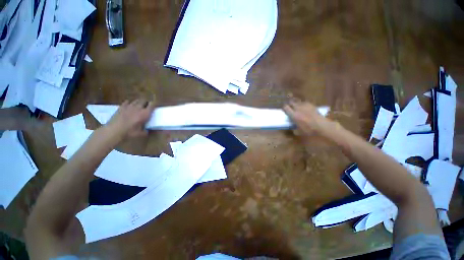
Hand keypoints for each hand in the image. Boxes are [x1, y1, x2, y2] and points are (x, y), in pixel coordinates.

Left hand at [105, 99, 154, 139]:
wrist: (114, 130)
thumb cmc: (130, 132)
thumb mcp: (140, 134)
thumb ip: (145, 131)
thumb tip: (147, 131)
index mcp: (145, 113)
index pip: (152, 105)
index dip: (154, 104)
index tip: (154, 106)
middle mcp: (138, 108)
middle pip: (144, 100)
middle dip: (146, 102)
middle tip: (146, 106)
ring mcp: (129, 106)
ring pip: (136, 100)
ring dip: (138, 102)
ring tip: (138, 106)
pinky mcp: (121, 107)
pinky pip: (127, 102)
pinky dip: (129, 103)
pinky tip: (129, 107)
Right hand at [283, 101, 332, 135]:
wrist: (322, 126)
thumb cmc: (309, 130)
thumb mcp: (298, 132)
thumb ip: (293, 128)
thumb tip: (291, 127)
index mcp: (294, 115)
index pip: (286, 108)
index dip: (284, 108)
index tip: (284, 110)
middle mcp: (298, 109)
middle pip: (291, 103)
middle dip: (290, 105)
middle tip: (290, 109)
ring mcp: (305, 106)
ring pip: (298, 102)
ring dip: (296, 105)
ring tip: (297, 108)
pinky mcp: (311, 105)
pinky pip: (304, 103)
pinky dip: (303, 105)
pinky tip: (305, 108)